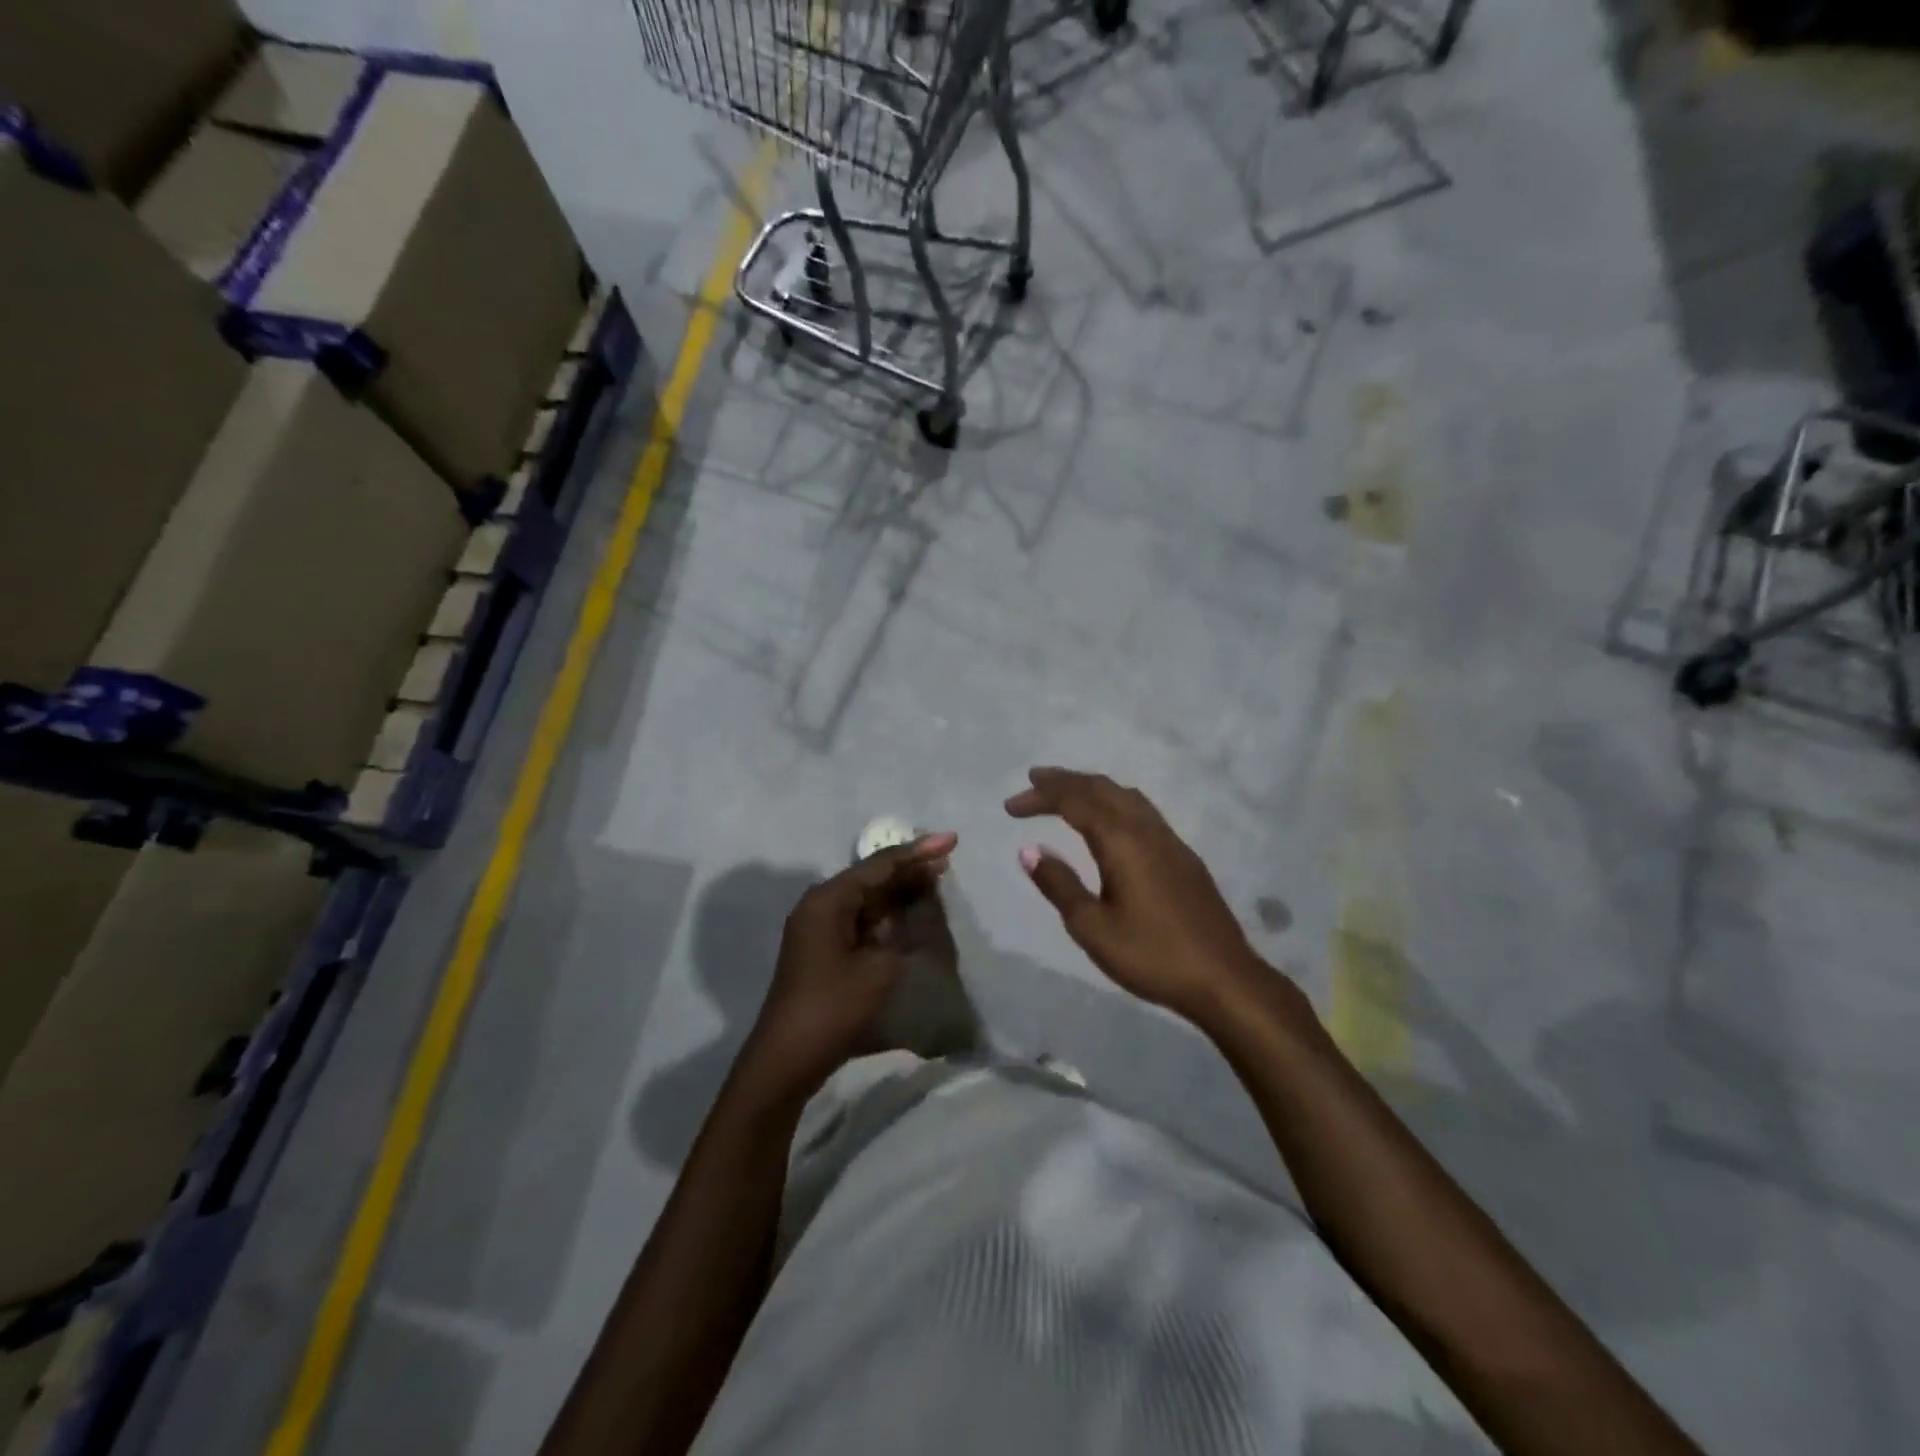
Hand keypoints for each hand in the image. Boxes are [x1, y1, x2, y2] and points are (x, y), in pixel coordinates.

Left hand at [739, 832, 957, 1105]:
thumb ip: (902, 932)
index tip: (951, 840)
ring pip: (867, 899)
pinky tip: (910, 915)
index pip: (880, 865)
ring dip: (900, 893)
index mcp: (829, 900)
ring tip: (936, 881)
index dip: (918, 852)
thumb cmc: (834, 1007)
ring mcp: (819, 928)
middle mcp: (820, 905)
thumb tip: (912, 913)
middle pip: (872, 878)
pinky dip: (887, 916)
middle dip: (910, 870)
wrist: (788, 1058)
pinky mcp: (824, 949)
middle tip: (947, 860)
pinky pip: (861, 920)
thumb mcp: (879, 967)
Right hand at [1006, 768, 1268, 1023]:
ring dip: (1092, 788)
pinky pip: (1142, 810)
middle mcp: (1146, 830)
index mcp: (1122, 841)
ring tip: (1066, 792)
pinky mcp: (1183, 856)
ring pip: (1126, 795)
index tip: (1011, 806)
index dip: (1041, 797)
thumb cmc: (1152, 955)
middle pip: (1102, 788)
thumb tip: (1029, 850)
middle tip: (1033, 781)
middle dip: (1065, 781)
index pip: (1075, 801)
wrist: (1224, 978)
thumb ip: (1060, 885)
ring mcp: (1170, 841)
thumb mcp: (1093, 928)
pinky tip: (1109, 821)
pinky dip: (1114, 801)